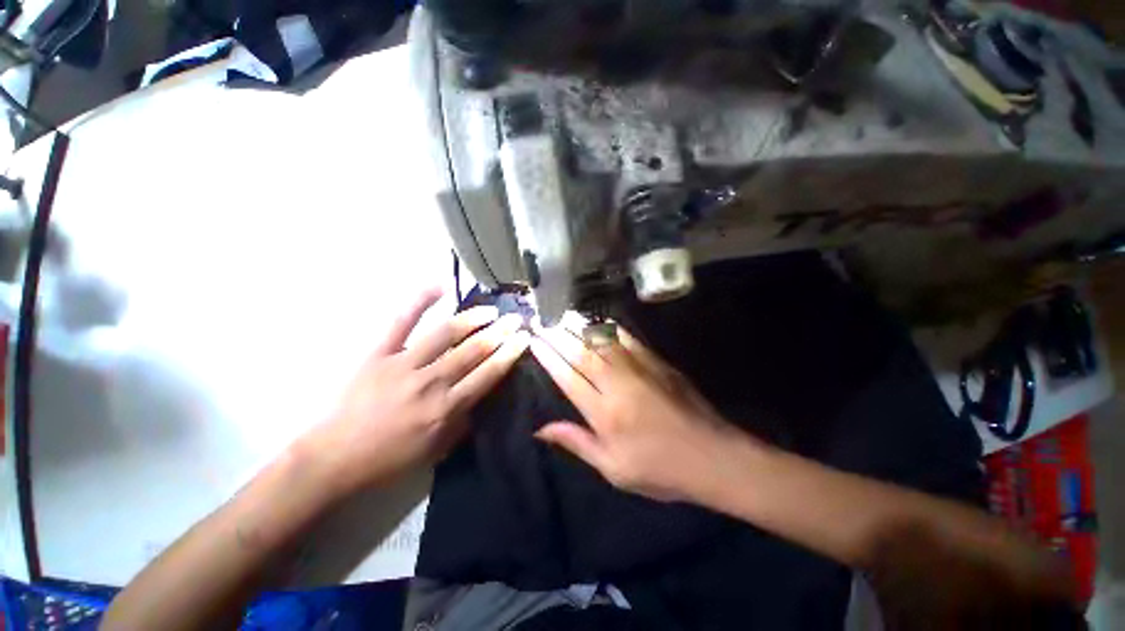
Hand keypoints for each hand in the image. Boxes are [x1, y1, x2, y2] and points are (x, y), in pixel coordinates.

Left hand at [301, 288, 529, 494]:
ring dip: (472, 318)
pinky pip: (401, 322)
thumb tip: (483, 396)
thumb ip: (464, 421)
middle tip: (515, 319)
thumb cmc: (390, 457)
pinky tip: (439, 286)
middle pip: (473, 350)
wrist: (335, 458)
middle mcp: (431, 382)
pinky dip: (420, 301)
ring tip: (491, 310)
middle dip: (499, 332)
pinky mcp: (379, 353)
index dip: (509, 354)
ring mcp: (403, 364)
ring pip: (445, 333)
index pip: (488, 374)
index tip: (524, 338)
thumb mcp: (436, 450)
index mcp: (446, 408)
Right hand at [530, 316, 760, 503]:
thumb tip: (541, 429)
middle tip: (542, 321)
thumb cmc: (659, 469)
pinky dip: (611, 329)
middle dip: (558, 336)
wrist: (712, 456)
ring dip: (580, 327)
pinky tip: (600, 321)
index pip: (568, 377)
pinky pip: (629, 340)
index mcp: (604, 413)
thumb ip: (577, 443)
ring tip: (562, 315)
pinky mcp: (657, 363)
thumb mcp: (613, 468)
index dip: (549, 357)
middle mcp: (618, 385)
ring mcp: (639, 370)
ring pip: (602, 342)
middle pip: (582, 354)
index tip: (535, 341)